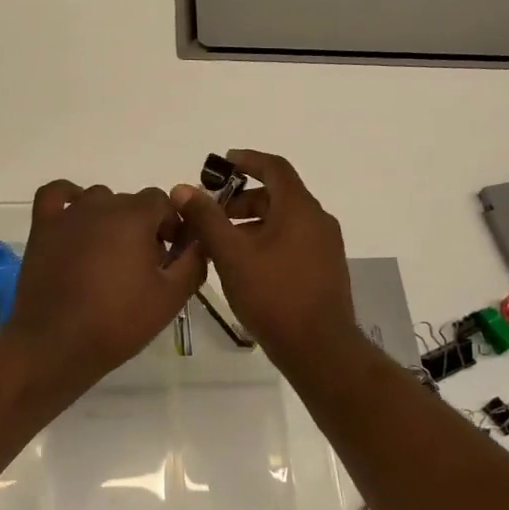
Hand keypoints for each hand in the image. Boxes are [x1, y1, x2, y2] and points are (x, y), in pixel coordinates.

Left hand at [6, 180, 205, 381]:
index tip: (170, 256)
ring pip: (98, 199)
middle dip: (143, 227)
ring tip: (111, 255)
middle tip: (143, 266)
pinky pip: (55, 194)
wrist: (57, 344)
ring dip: (110, 218)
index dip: (171, 225)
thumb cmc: (118, 321)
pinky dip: (68, 197)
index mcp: (135, 216)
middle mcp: (101, 205)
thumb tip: (200, 240)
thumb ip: (193, 261)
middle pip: (131, 202)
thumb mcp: (171, 297)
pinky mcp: (42, 227)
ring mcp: (68, 215)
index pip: (163, 202)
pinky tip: (76, 218)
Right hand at [172, 149, 359, 375]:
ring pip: (283, 221)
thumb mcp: (231, 255)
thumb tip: (183, 188)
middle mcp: (317, 221)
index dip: (247, 160)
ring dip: (251, 224)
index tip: (221, 164)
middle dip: (241, 200)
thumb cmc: (273, 295)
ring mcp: (324, 247)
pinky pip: (292, 242)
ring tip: (220, 246)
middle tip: (210, 216)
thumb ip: (206, 219)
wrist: (318, 348)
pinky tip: (244, 267)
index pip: (275, 167)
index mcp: (299, 209)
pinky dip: (266, 241)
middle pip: (277, 195)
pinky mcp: (324, 269)